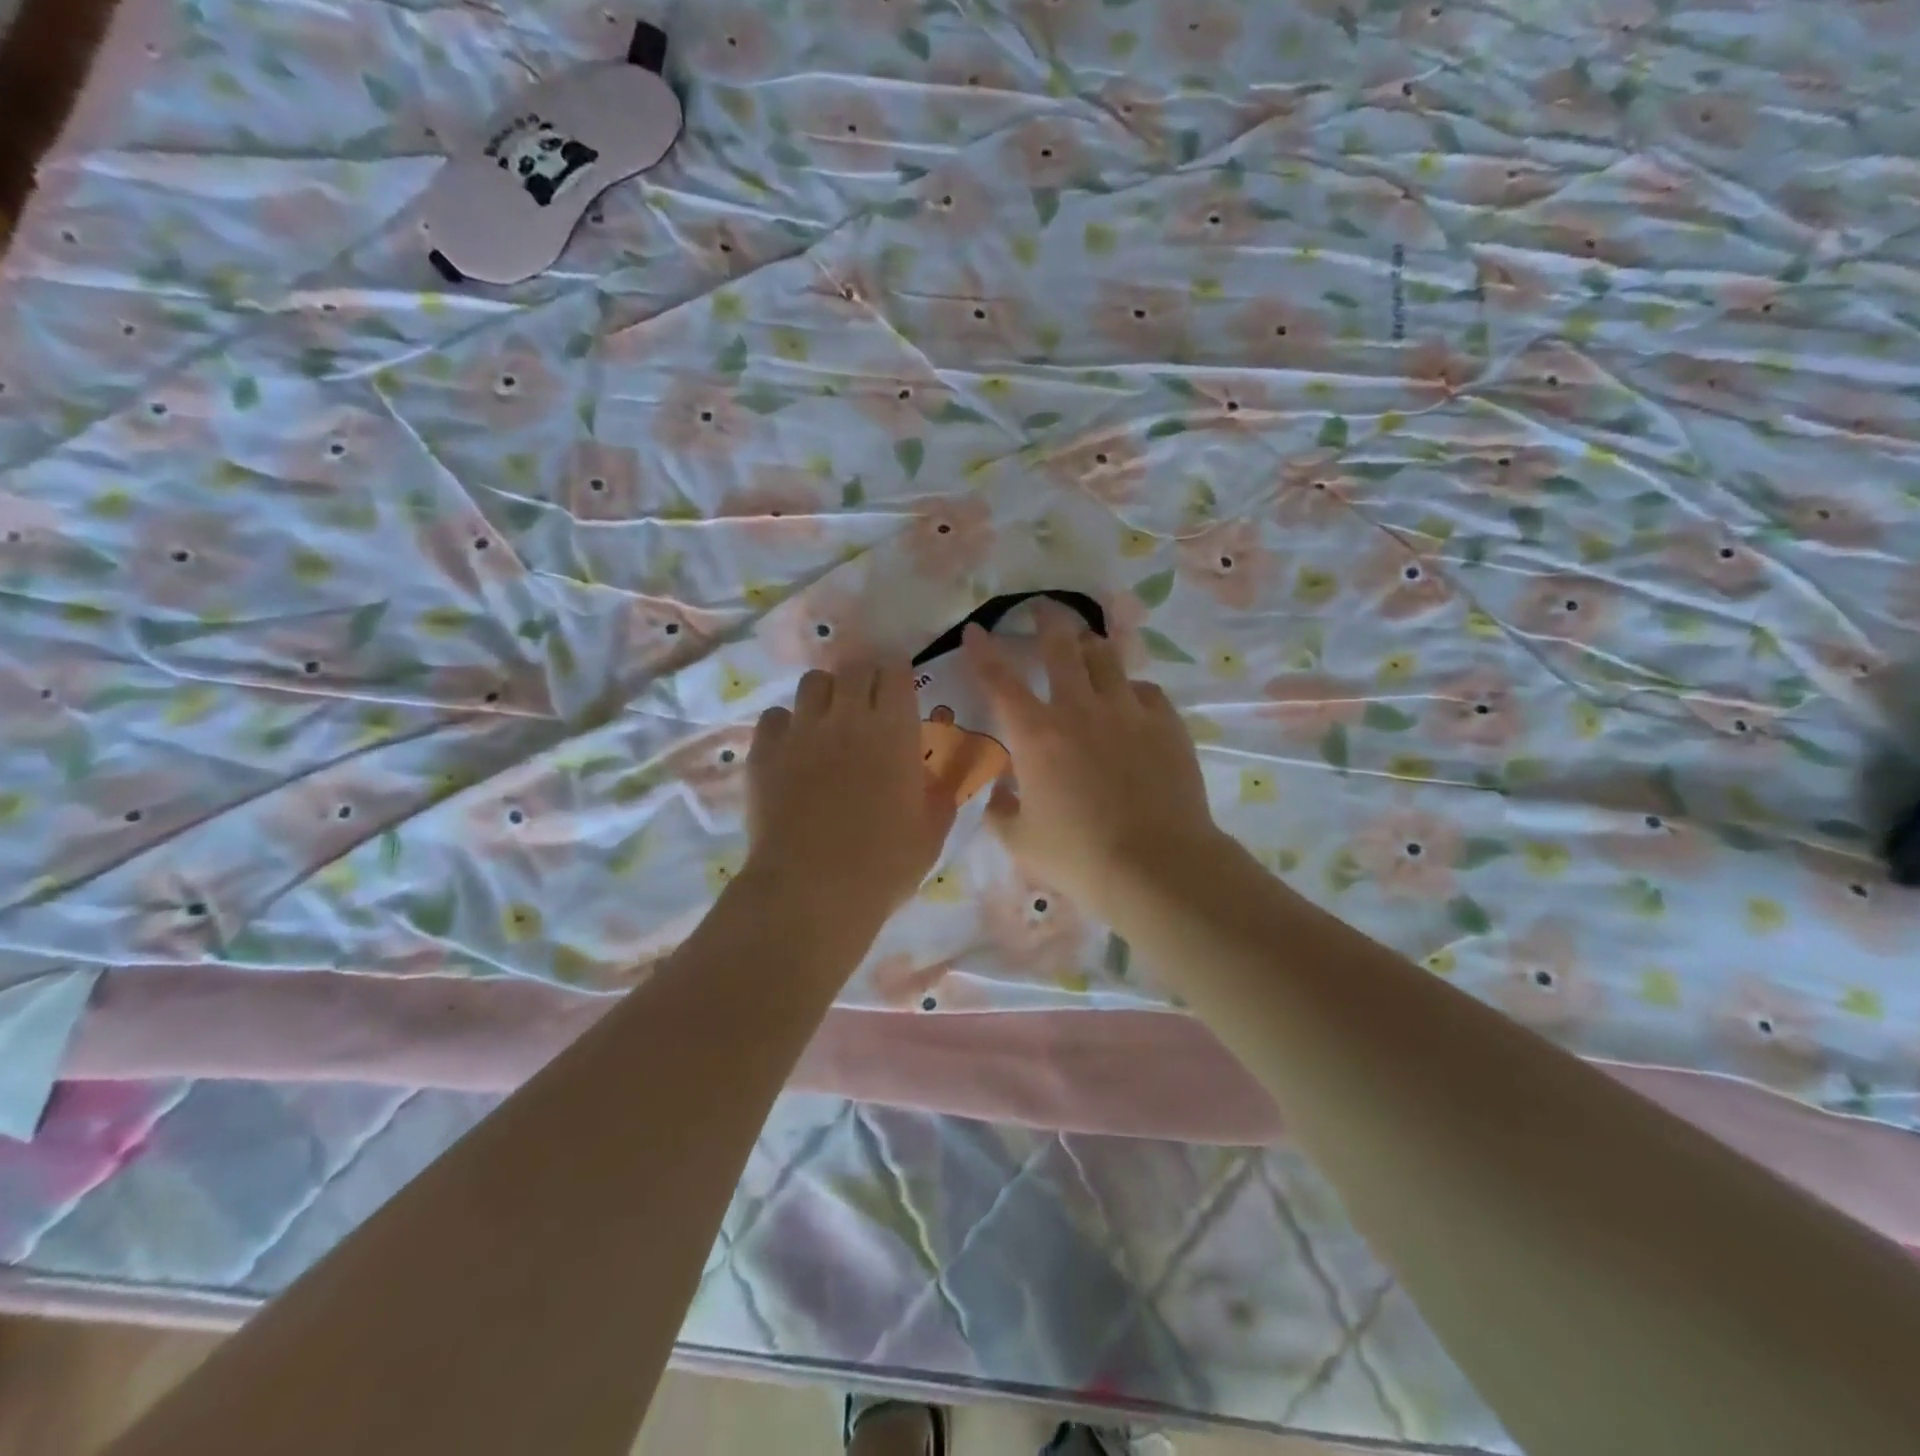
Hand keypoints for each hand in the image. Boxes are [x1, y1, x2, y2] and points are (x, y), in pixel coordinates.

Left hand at [744, 661, 957, 920]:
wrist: (812, 889)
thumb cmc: (884, 864)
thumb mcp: (930, 834)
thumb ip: (938, 799)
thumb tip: (938, 784)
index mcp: (894, 731)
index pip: (895, 671)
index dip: (897, 673)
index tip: (899, 685)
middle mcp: (847, 717)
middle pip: (854, 667)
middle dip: (864, 676)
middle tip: (867, 700)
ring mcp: (801, 731)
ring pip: (813, 682)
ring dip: (826, 694)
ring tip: (828, 720)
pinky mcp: (764, 751)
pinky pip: (774, 716)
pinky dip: (786, 724)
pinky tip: (792, 749)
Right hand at [963, 607, 1220, 918]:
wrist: (1156, 865)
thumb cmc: (1079, 857)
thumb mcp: (1021, 841)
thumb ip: (1000, 812)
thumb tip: (998, 794)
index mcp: (1036, 735)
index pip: (999, 680)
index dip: (983, 652)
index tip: (974, 630)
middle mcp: (1080, 709)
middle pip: (1061, 646)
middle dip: (1047, 620)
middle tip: (1042, 609)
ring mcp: (1127, 711)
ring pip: (1106, 657)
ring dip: (1090, 646)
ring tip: (1086, 647)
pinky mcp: (1166, 723)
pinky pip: (1145, 690)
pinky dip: (1130, 690)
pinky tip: (1130, 703)